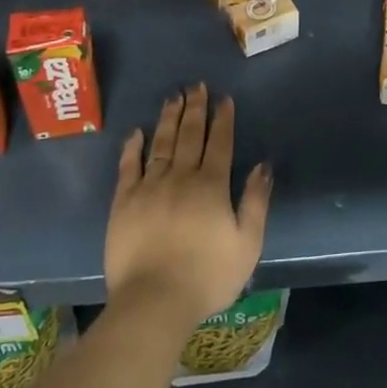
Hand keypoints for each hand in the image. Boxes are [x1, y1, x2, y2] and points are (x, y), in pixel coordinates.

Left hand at [105, 86, 271, 333]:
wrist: (154, 301)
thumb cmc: (207, 277)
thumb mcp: (247, 244)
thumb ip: (256, 201)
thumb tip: (263, 165)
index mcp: (211, 186)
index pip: (219, 144)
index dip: (223, 119)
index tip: (224, 99)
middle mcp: (181, 177)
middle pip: (190, 135)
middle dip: (195, 109)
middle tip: (197, 86)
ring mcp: (149, 187)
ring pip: (161, 143)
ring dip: (169, 118)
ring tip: (173, 96)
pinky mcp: (123, 202)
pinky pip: (128, 166)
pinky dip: (133, 146)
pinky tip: (137, 131)